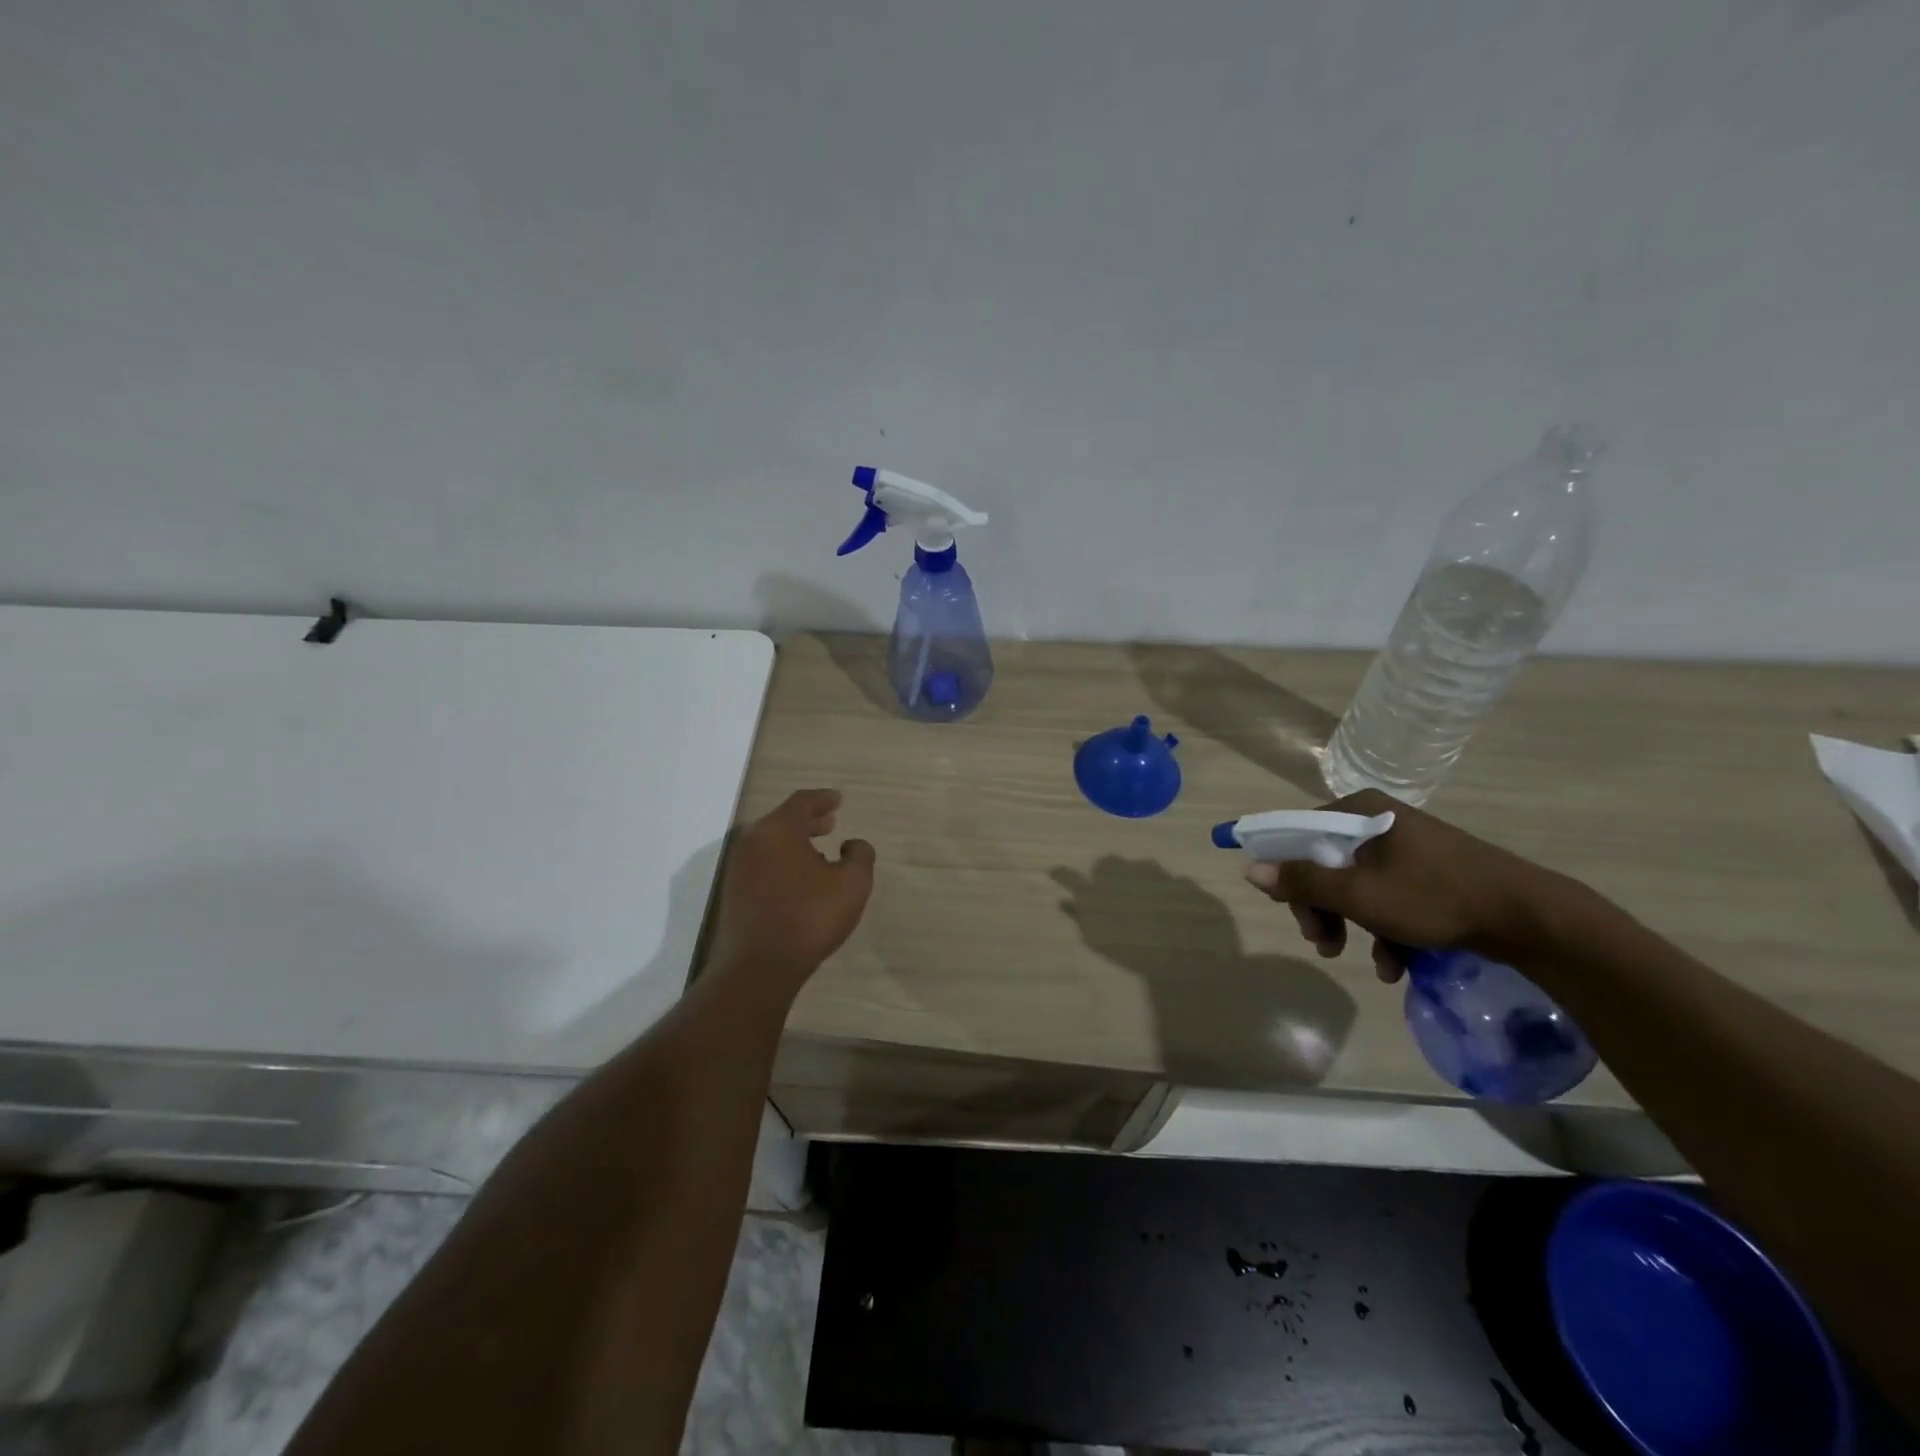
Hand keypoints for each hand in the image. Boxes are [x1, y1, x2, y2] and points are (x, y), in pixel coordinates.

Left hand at [707, 790, 875, 984]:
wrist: (757, 968)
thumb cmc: (809, 918)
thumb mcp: (853, 884)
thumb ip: (860, 855)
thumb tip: (852, 844)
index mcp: (778, 829)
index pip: (802, 802)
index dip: (823, 798)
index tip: (838, 800)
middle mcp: (752, 841)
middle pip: (782, 820)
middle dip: (809, 820)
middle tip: (830, 823)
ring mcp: (737, 867)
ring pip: (770, 843)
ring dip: (795, 842)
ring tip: (819, 853)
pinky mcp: (731, 892)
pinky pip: (761, 863)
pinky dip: (781, 861)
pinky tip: (799, 880)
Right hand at [1243, 789, 1565, 981]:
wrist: (1530, 919)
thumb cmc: (1434, 897)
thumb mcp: (1360, 894)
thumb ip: (1303, 881)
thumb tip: (1251, 868)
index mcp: (1361, 812)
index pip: (1299, 830)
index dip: (1282, 867)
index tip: (1281, 904)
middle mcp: (1379, 821)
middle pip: (1326, 862)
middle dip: (1321, 908)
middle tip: (1321, 942)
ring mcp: (1406, 847)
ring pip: (1356, 885)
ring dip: (1350, 925)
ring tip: (1359, 959)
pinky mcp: (1428, 873)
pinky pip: (1388, 897)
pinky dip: (1384, 929)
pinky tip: (1395, 964)